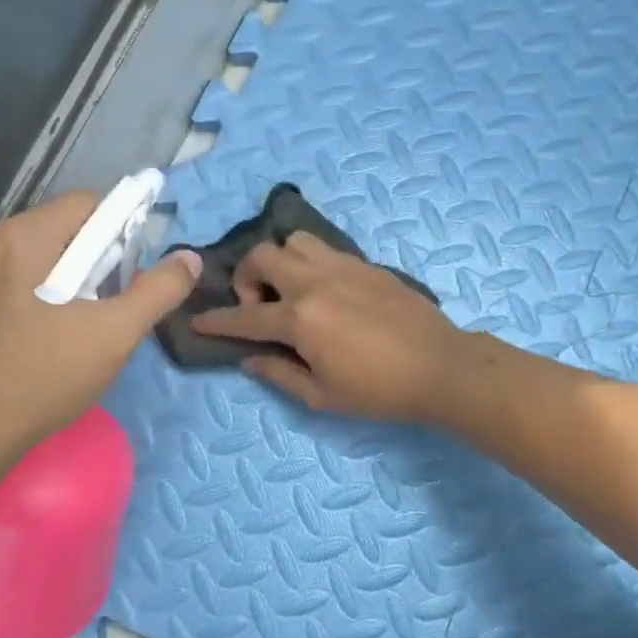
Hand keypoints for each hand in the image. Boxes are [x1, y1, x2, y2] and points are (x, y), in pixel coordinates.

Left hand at [0, 193, 200, 465]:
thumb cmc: (42, 375)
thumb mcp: (115, 334)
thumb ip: (158, 290)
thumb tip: (189, 258)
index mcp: (24, 236)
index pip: (88, 204)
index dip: (120, 233)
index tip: (129, 277)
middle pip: (62, 230)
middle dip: (95, 261)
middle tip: (109, 308)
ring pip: (38, 258)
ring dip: (68, 281)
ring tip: (80, 328)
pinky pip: (13, 281)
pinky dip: (39, 296)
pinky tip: (45, 339)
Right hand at [188, 232, 466, 422]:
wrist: (439, 366)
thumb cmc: (379, 390)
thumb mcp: (322, 396)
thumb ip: (279, 374)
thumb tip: (249, 360)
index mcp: (300, 319)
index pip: (244, 318)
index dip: (216, 320)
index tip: (198, 320)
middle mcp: (315, 282)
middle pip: (262, 256)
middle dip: (246, 277)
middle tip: (259, 306)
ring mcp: (343, 267)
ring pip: (295, 241)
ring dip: (281, 261)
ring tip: (292, 289)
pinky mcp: (366, 264)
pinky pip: (326, 249)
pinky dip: (311, 262)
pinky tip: (324, 289)